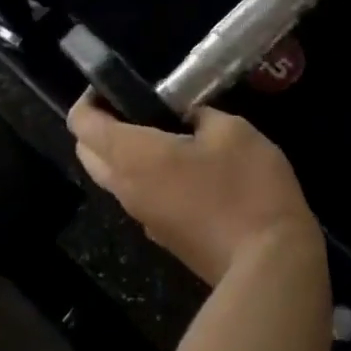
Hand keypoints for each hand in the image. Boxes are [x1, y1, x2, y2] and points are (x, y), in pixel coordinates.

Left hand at [68, 99, 316, 285]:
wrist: (269, 266)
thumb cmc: (246, 187)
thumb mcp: (232, 131)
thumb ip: (201, 115)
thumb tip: (188, 119)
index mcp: (131, 156)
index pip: (81, 123)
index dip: (89, 99)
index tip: (112, 84)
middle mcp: (125, 189)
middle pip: (89, 152)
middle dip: (100, 125)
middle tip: (137, 106)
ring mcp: (143, 218)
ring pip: (112, 178)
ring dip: (123, 153)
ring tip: (165, 130)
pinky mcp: (164, 237)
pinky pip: (139, 197)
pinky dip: (146, 176)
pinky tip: (185, 166)